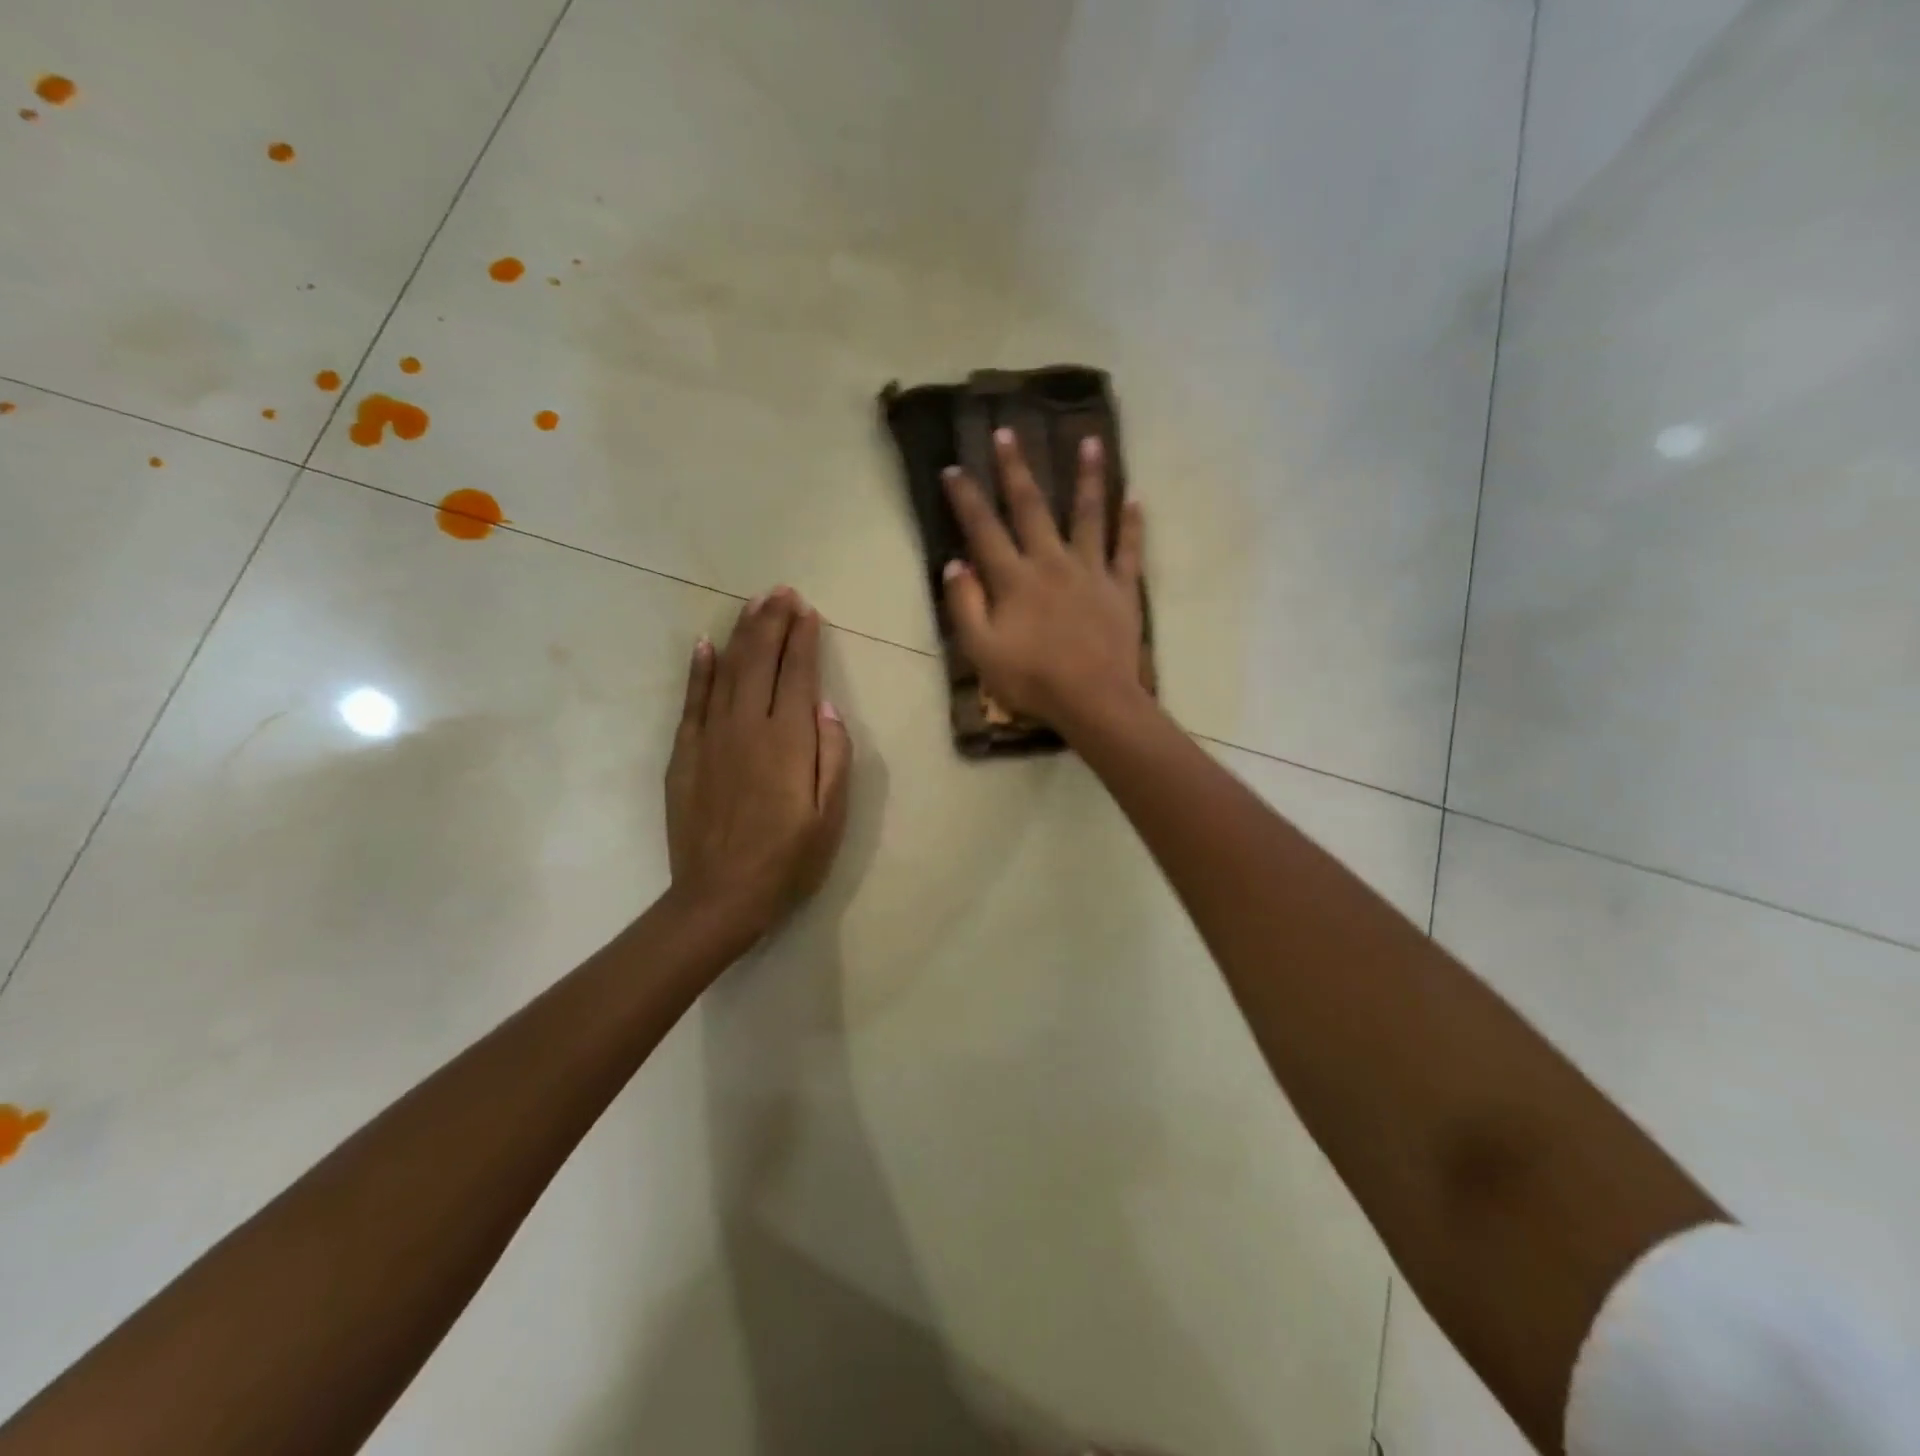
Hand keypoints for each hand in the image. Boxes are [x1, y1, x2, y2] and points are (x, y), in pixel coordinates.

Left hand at [664, 588, 851, 942]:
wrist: (720, 896)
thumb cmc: (788, 860)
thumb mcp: (831, 817)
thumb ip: (834, 757)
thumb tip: (828, 708)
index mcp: (789, 741)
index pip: (798, 674)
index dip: (803, 639)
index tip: (807, 610)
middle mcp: (749, 727)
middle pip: (761, 661)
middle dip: (772, 622)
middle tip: (781, 592)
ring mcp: (712, 737)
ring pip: (727, 671)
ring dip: (741, 634)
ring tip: (754, 605)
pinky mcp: (685, 754)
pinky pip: (692, 701)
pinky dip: (699, 670)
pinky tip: (704, 646)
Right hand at [942, 429, 1148, 733]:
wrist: (1093, 700)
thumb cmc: (1032, 680)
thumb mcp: (981, 651)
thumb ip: (965, 605)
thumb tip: (956, 563)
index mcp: (1015, 579)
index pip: (984, 529)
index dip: (966, 498)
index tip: (954, 468)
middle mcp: (1052, 562)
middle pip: (1032, 508)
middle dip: (1017, 469)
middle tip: (1009, 432)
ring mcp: (1091, 572)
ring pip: (1088, 515)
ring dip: (1088, 477)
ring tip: (1091, 441)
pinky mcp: (1122, 588)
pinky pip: (1128, 549)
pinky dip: (1131, 523)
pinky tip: (1135, 497)